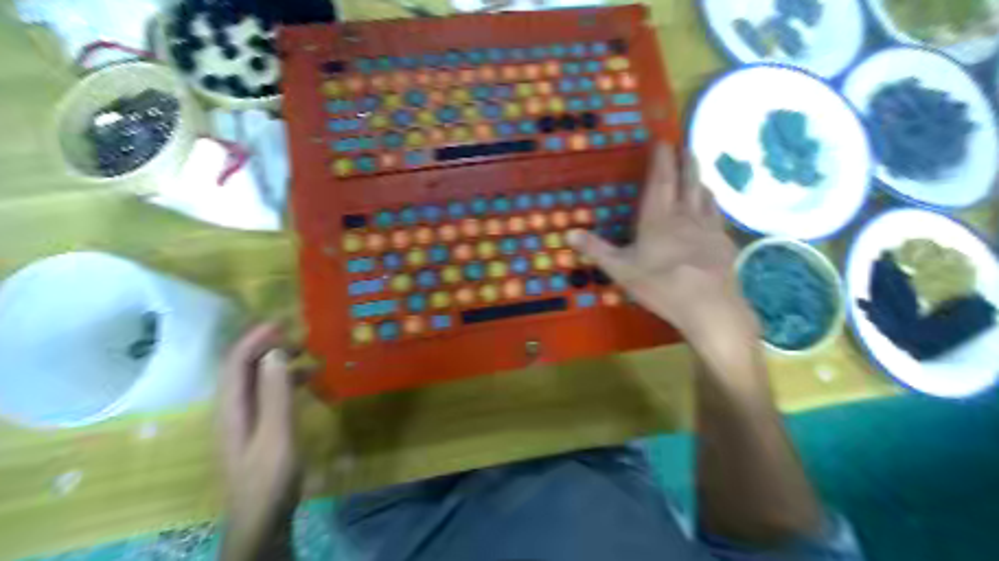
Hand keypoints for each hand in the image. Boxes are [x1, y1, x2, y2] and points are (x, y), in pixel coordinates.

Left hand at [220, 321, 294, 558]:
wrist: (262, 520)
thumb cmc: (268, 479)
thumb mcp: (276, 435)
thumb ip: (275, 395)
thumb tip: (276, 353)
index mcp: (230, 409)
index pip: (235, 363)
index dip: (255, 339)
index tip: (281, 322)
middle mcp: (232, 410)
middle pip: (244, 369)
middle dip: (269, 348)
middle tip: (302, 338)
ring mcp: (245, 421)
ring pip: (258, 381)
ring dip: (280, 364)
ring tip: (310, 355)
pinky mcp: (258, 429)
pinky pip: (269, 395)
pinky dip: (286, 383)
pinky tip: (309, 383)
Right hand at [565, 143, 752, 348]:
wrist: (707, 303)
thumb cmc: (659, 283)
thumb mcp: (620, 269)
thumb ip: (596, 249)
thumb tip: (569, 232)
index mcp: (658, 218)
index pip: (660, 180)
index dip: (661, 159)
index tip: (662, 140)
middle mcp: (685, 215)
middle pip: (687, 181)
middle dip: (686, 162)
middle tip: (686, 147)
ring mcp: (708, 228)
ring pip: (705, 196)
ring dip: (701, 181)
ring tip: (699, 174)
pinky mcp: (723, 243)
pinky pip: (718, 217)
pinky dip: (714, 207)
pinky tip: (714, 212)